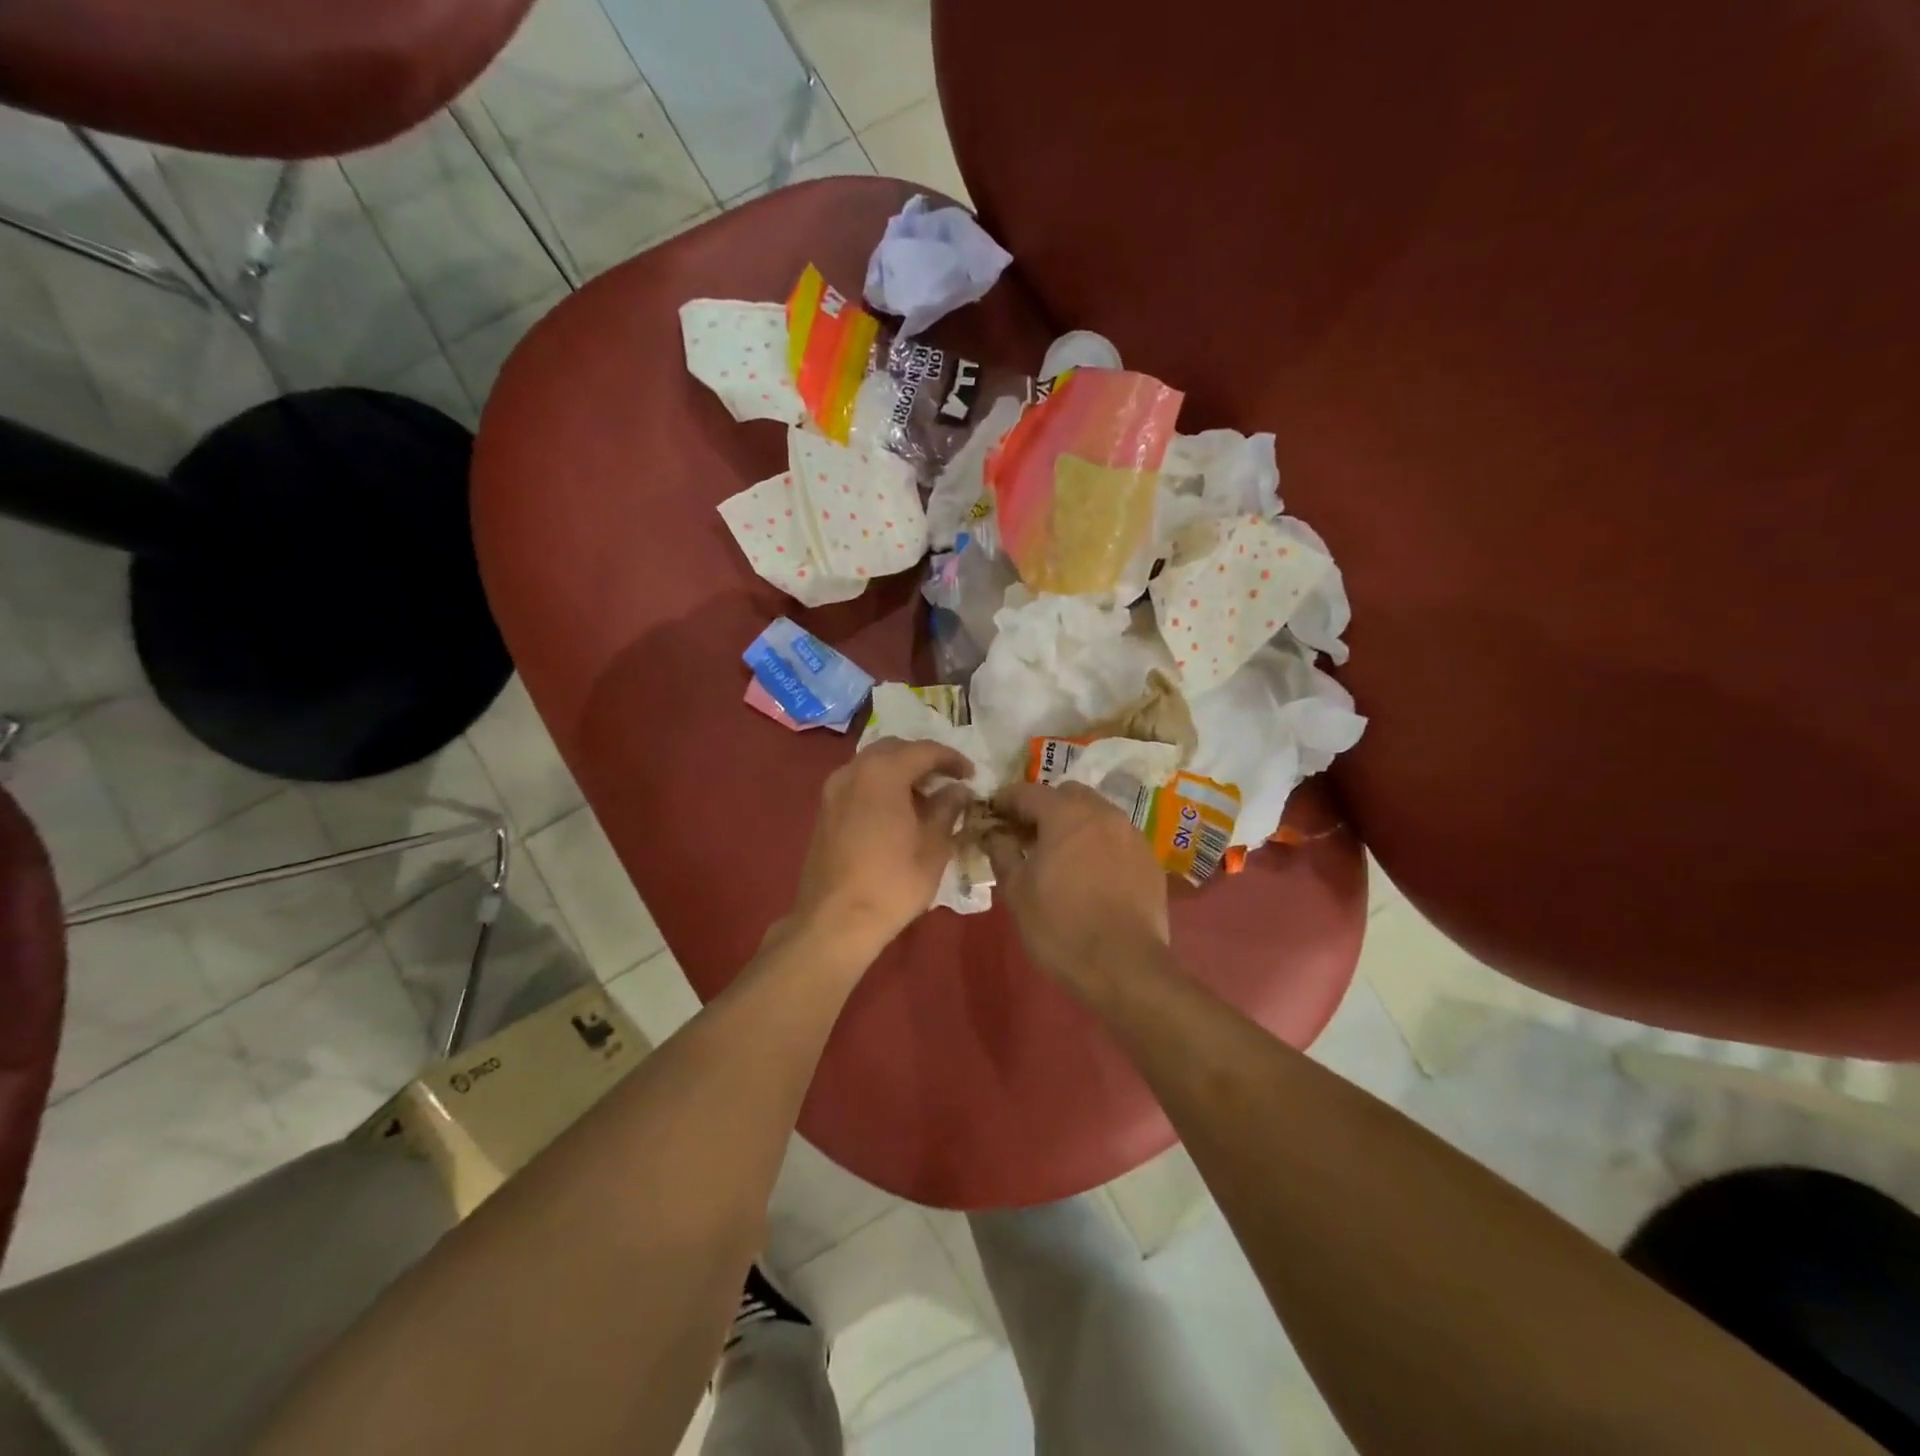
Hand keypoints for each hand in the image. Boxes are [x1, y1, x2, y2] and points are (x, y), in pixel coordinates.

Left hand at [787, 737, 974, 961]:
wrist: (834, 921)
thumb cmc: (892, 883)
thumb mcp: (933, 847)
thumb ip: (947, 809)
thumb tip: (958, 790)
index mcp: (883, 773)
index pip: (924, 750)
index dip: (952, 759)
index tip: (970, 775)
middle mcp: (853, 771)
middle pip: (894, 749)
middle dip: (923, 760)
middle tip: (947, 781)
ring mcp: (833, 790)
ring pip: (873, 765)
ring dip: (900, 772)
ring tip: (925, 799)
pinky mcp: (824, 811)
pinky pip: (858, 783)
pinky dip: (881, 787)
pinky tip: (897, 813)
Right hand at [985, 781, 1170, 992]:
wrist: (1123, 966)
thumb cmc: (1060, 926)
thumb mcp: (1016, 890)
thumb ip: (1001, 852)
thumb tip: (992, 834)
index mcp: (1066, 814)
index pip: (1028, 792)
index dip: (1005, 802)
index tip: (992, 817)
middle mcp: (1103, 813)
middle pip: (1067, 795)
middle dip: (1044, 808)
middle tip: (1027, 836)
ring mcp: (1131, 835)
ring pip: (1096, 814)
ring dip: (1074, 824)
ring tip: (1059, 855)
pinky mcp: (1149, 859)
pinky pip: (1117, 838)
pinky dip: (1098, 844)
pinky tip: (1089, 874)